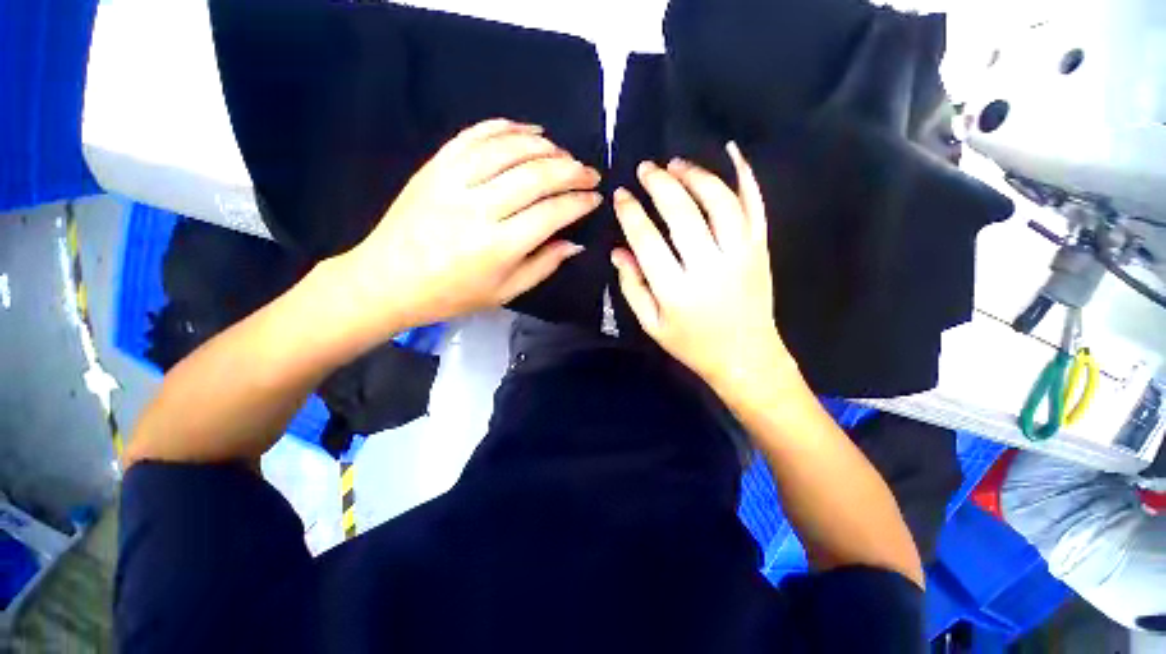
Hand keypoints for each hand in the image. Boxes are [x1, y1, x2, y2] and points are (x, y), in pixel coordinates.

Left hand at [333, 118, 600, 339]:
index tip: (595, 198)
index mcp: (498, 247)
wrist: (389, 279)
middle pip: (535, 176)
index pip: (552, 213)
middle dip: (572, 170)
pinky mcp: (435, 167)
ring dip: (545, 146)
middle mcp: (479, 209)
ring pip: (508, 149)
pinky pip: (475, 136)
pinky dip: (506, 127)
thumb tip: (575, 243)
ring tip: (564, 154)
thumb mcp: (506, 292)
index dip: (579, 202)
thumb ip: (544, 265)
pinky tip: (528, 130)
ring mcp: (453, 182)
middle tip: (589, 173)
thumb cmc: (453, 294)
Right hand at [611, 143, 798, 401]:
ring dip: (696, 176)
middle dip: (660, 184)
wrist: (746, 356)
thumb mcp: (652, 324)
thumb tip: (618, 251)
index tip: (620, 194)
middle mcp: (709, 267)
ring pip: (719, 202)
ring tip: (676, 164)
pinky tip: (733, 152)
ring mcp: (741, 254)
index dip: (631, 213)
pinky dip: (746, 176)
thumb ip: (632, 287)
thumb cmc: (692, 344)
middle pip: (682, 213)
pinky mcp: (761, 249)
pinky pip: (756, 206)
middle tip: (645, 168)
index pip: (647, 240)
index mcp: (676, 290)